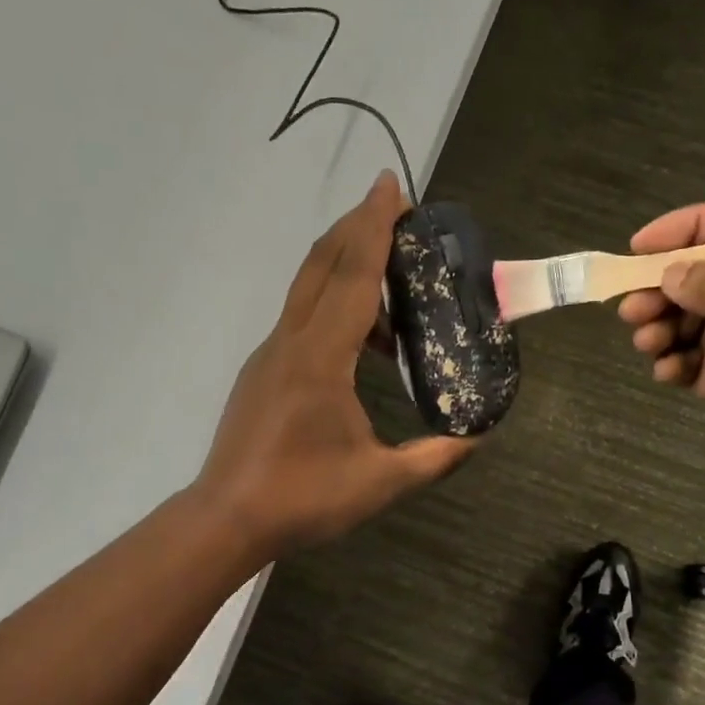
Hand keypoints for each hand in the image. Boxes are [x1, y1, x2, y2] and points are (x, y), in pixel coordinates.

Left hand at [194, 172, 476, 560]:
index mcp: (320, 358)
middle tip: (394, 209)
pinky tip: (360, 344)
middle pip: (322, 265)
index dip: (374, 228)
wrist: (227, 518)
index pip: (353, 277)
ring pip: (307, 291)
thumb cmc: (302, 498)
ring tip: (392, 286)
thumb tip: (478, 438)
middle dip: (356, 228)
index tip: (390, 185)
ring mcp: (269, 356)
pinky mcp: (261, 373)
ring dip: (345, 269)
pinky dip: (332, 308)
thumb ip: (434, 457)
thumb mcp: (381, 483)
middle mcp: (290, 342)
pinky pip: (300, 321)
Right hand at [618, 199, 704, 525]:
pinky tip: (667, 374)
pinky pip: (693, 362)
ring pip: (694, 319)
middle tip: (632, 311)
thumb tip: (672, 272)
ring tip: (647, 344)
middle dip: (667, 288)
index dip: (692, 228)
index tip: (640, 246)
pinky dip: (673, 363)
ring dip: (664, 326)